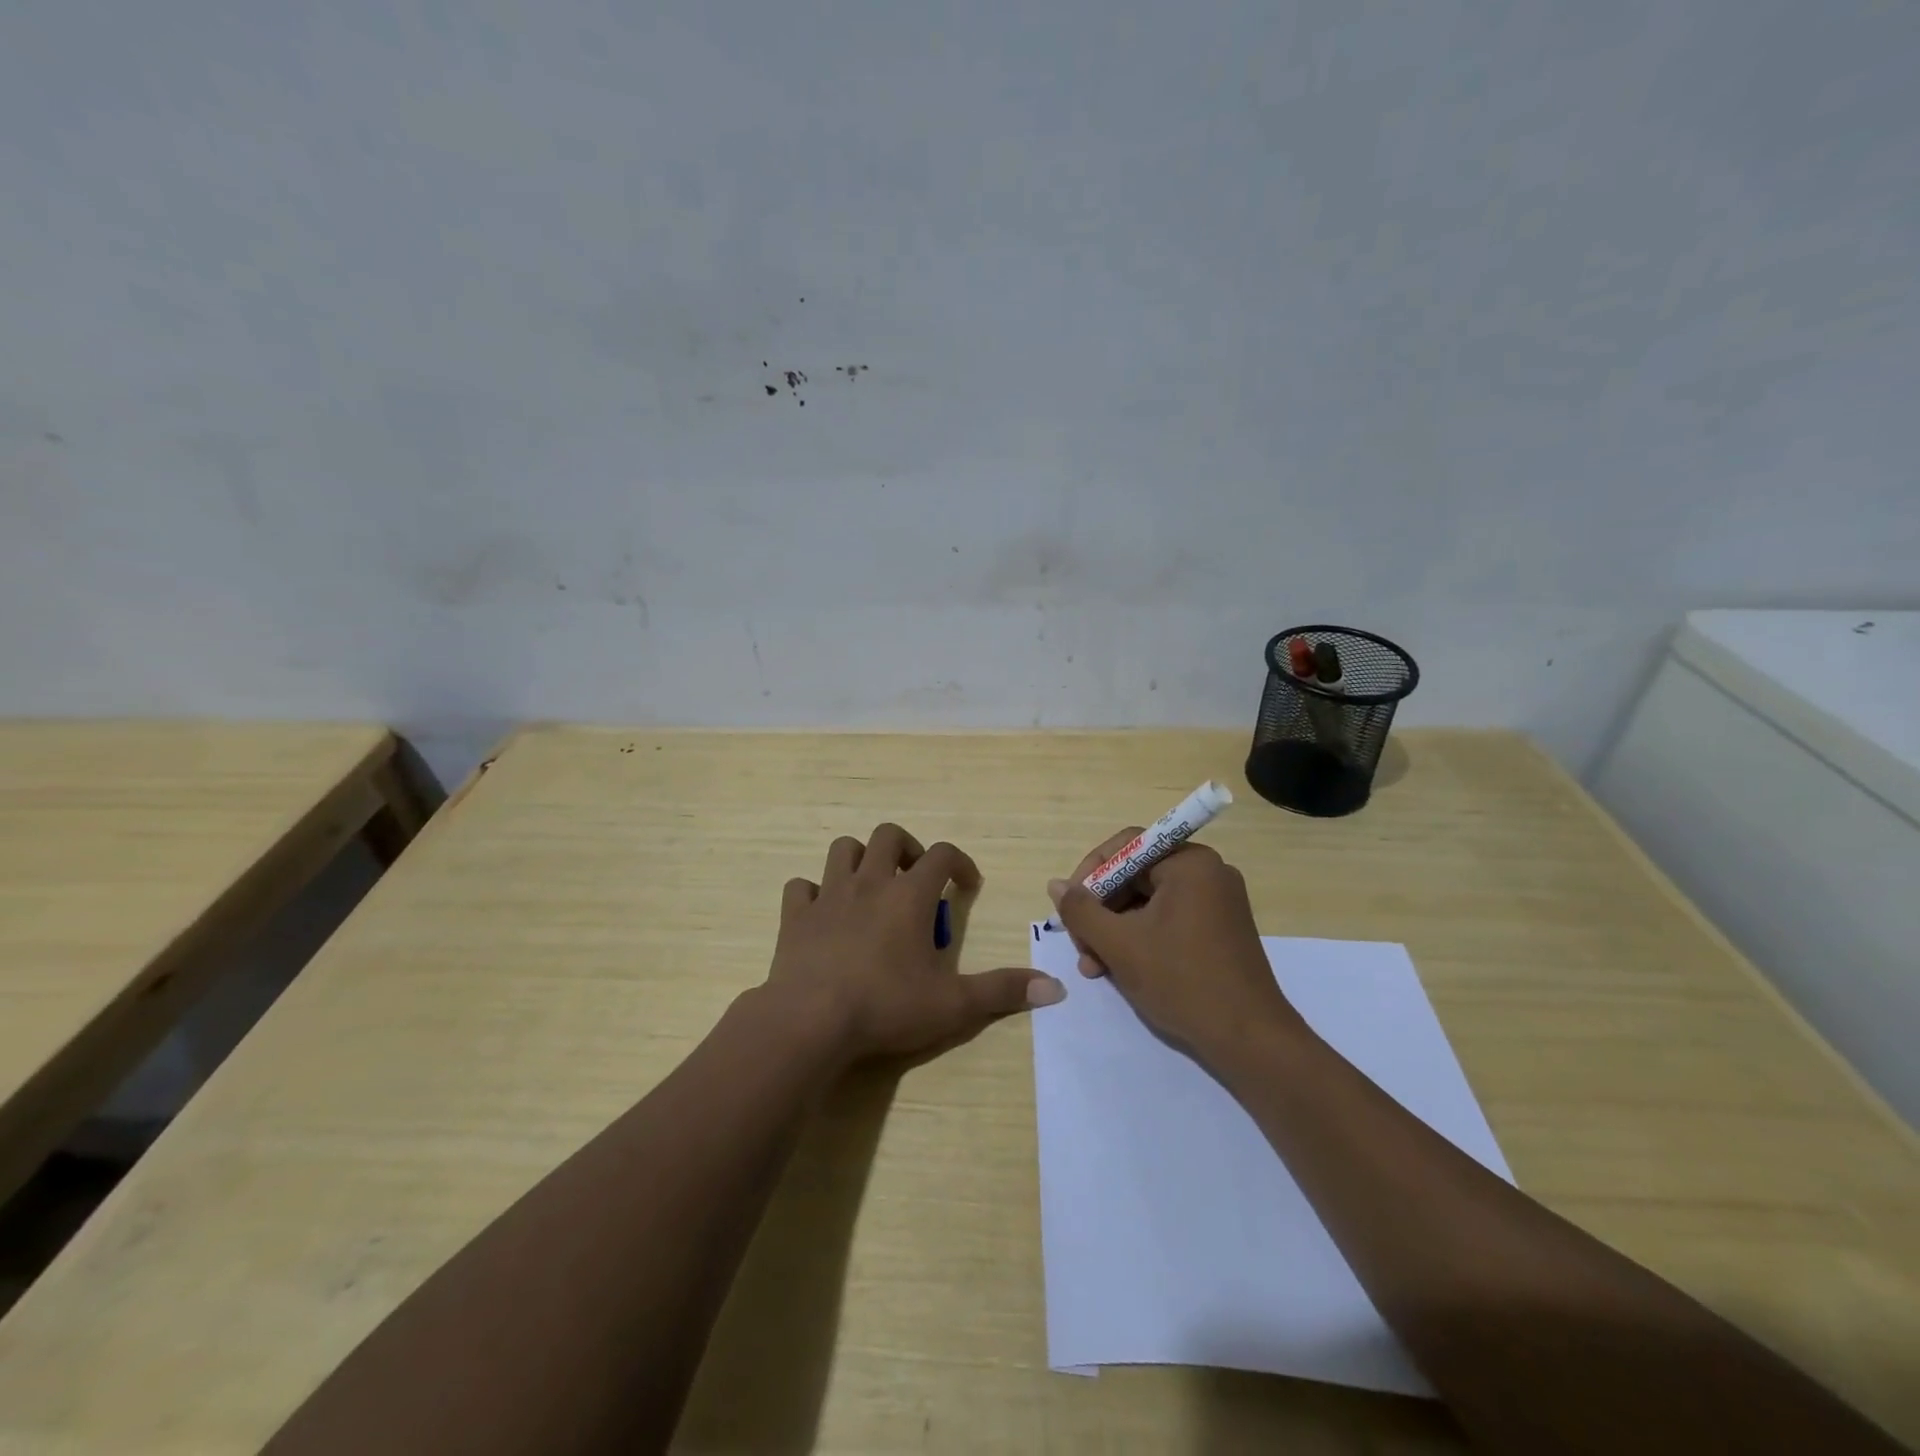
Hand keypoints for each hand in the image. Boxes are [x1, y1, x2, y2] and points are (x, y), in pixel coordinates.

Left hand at [767, 823, 1064, 1063]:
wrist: (811, 1021)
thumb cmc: (886, 1006)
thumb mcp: (954, 1004)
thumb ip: (1002, 991)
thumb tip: (1055, 988)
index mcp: (909, 895)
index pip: (942, 854)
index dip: (960, 862)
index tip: (967, 884)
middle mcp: (869, 882)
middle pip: (888, 835)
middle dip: (907, 848)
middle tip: (917, 878)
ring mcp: (828, 896)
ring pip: (843, 849)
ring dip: (860, 859)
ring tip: (872, 886)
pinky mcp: (795, 916)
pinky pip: (800, 887)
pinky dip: (813, 892)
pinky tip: (824, 914)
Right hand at [1047, 830, 1304, 1062]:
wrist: (1250, 1040)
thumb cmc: (1182, 981)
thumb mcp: (1120, 945)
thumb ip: (1081, 911)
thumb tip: (1055, 885)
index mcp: (1189, 863)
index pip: (1126, 847)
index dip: (1090, 872)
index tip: (1069, 905)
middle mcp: (1207, 873)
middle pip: (1136, 875)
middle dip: (1101, 909)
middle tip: (1079, 942)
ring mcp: (1216, 902)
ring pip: (1148, 902)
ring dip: (1115, 929)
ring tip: (1093, 965)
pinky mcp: (1219, 930)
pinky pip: (1168, 919)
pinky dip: (1140, 938)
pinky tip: (1118, 969)